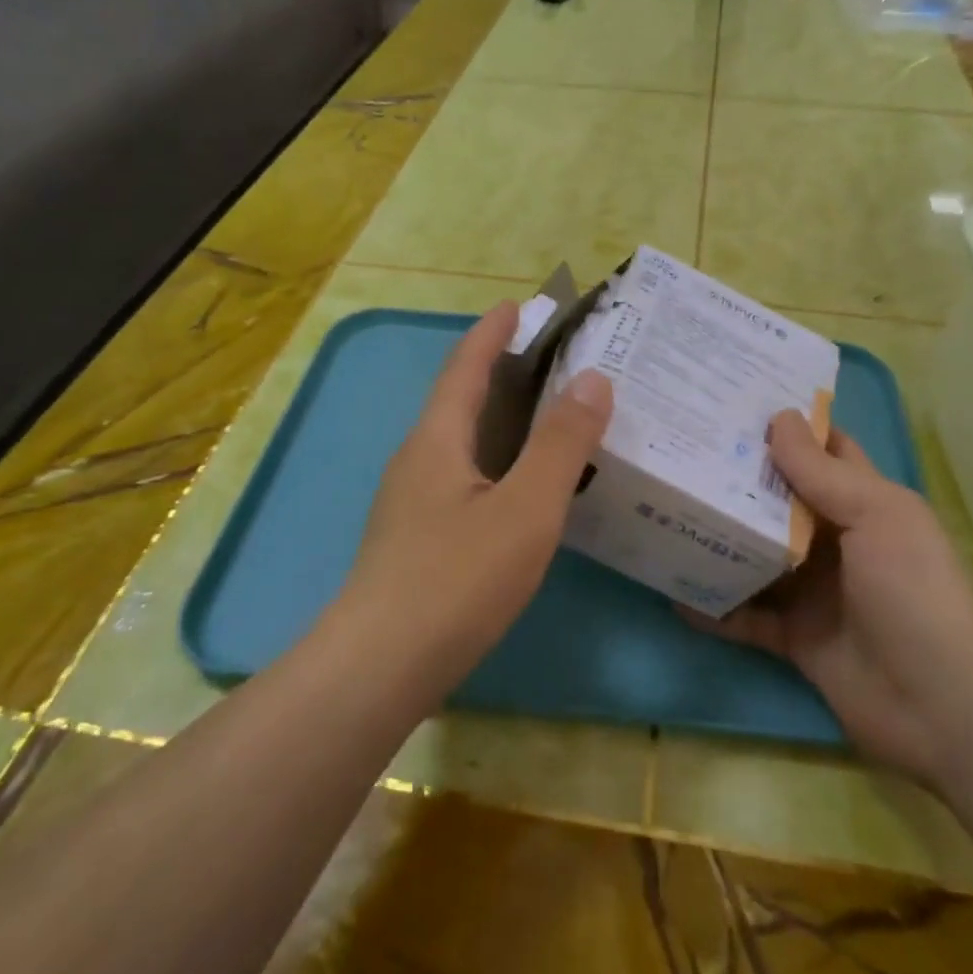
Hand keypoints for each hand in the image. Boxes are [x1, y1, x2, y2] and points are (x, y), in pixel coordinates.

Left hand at [339, 302, 613, 686]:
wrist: (379, 669)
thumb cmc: (455, 580)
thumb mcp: (525, 509)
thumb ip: (561, 444)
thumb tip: (593, 379)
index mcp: (438, 439)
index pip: (465, 366)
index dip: (492, 332)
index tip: (520, 304)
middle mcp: (418, 460)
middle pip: (462, 400)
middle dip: (503, 372)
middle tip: (558, 363)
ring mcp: (412, 502)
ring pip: (464, 443)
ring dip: (503, 420)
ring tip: (551, 419)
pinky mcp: (417, 538)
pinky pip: (465, 478)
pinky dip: (498, 462)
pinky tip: (523, 488)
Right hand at [682, 411, 972, 781]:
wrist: (940, 704)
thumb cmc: (913, 590)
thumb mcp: (874, 516)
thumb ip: (820, 472)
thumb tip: (778, 416)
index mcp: (864, 503)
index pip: (823, 452)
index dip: (787, 427)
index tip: (733, 403)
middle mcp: (836, 541)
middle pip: (778, 501)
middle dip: (736, 478)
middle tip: (681, 450)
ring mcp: (813, 590)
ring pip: (756, 555)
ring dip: (718, 539)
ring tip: (665, 511)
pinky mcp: (794, 637)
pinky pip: (745, 616)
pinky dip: (714, 606)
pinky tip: (673, 591)